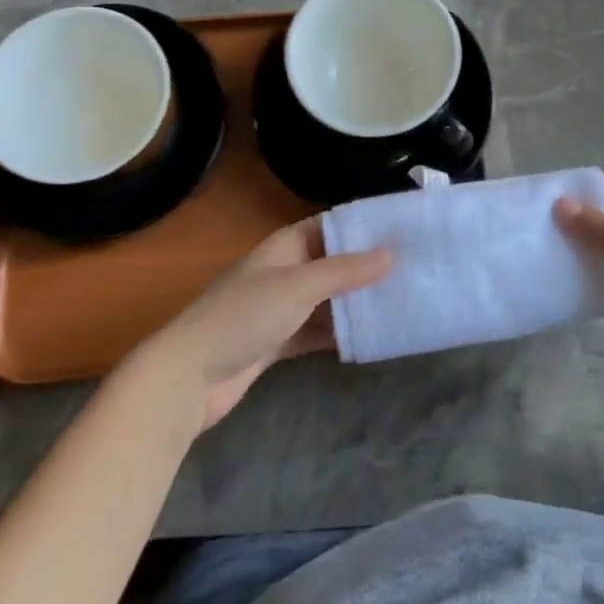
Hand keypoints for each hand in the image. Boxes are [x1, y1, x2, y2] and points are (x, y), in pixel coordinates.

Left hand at [149, 219, 389, 429]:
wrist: (189, 377)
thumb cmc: (243, 317)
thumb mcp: (298, 286)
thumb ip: (345, 271)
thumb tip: (391, 254)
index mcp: (285, 246)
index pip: (331, 225)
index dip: (364, 226)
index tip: (404, 230)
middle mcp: (284, 271)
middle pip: (333, 262)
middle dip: (367, 267)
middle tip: (413, 269)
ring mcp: (280, 308)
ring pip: (328, 299)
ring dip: (357, 302)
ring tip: (401, 301)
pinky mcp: (278, 341)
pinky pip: (318, 330)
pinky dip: (340, 333)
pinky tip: (371, 337)